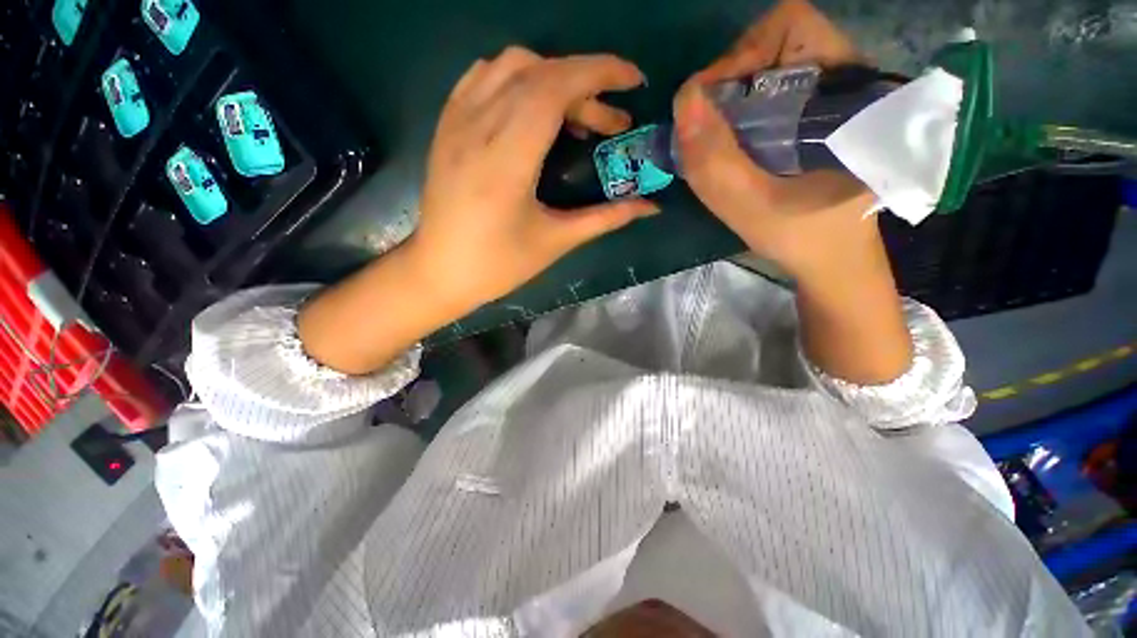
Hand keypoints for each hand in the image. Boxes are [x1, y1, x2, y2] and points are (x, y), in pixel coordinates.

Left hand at [298, 48, 656, 374]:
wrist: (439, 271)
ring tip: (573, 115)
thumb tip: (650, 207)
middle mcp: (477, 128)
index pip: (553, 87)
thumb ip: (605, 218)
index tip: (632, 81)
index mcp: (506, 161)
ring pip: (508, 66)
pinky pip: (482, 77)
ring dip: (552, 77)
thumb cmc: (499, 265)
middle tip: (609, 123)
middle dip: (585, 86)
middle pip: (538, 73)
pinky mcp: (446, 126)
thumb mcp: (556, 241)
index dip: (598, 73)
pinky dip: (517, 78)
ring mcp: (455, 122)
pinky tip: (532, 107)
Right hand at [673, 0, 875, 281]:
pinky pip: (774, 93)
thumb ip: (716, 162)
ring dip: (733, 99)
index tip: (711, 104)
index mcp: (849, 95)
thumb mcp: (752, 209)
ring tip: (716, 140)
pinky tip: (732, 146)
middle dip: (731, 80)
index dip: (741, 55)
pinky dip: (742, 112)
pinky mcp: (820, 118)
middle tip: (707, 127)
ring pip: (773, 68)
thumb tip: (683, 101)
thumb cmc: (803, 240)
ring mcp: (834, 99)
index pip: (793, 27)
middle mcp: (847, 83)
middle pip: (778, 43)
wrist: (833, 262)